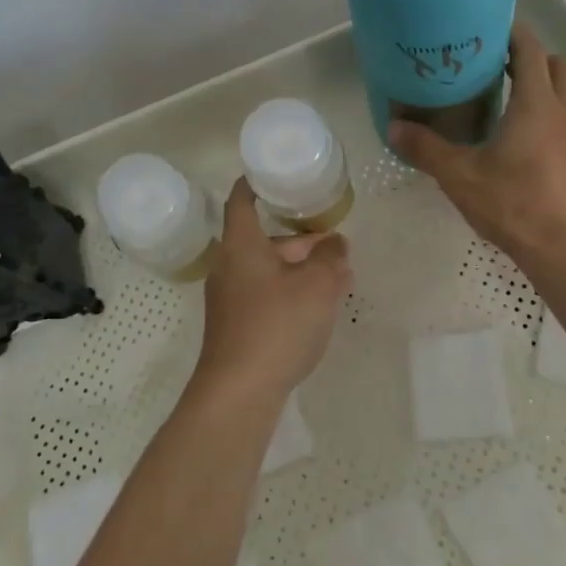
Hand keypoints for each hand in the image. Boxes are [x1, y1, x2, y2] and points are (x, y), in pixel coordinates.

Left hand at [196, 178, 351, 401]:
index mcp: (241, 244)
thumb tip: (336, 243)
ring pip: (267, 270)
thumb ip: (331, 258)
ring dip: (299, 269)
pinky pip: (264, 294)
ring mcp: (228, 298)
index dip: (256, 183)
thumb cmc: (277, 325)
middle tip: (333, 243)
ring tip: (336, 278)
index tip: (275, 173)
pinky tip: (316, 308)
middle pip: (262, 239)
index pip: (241, 199)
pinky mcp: (235, 326)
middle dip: (298, 239)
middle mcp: (228, 265)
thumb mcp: (317, 285)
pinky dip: (288, 291)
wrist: (239, 392)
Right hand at [388, 23, 565, 265]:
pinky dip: (555, 119)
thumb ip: (426, 149)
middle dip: (534, 59)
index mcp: (536, 104)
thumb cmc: (514, 205)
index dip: (513, 33)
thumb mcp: (460, 177)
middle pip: (559, 65)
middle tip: (500, 68)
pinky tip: (531, 146)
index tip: (490, 29)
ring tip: (512, 106)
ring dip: (547, 89)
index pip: (531, 50)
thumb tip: (393, 127)